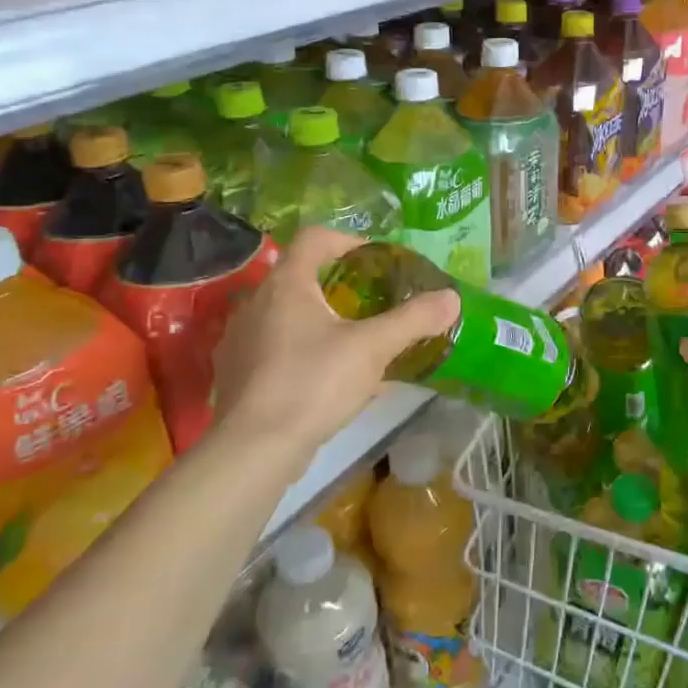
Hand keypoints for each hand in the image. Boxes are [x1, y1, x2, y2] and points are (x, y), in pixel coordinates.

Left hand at [207, 228, 458, 469]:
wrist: (253, 449)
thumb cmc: (313, 383)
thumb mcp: (372, 348)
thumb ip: (413, 319)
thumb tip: (452, 297)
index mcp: (287, 284)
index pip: (315, 238)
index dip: (348, 240)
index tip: (377, 262)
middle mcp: (257, 302)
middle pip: (302, 276)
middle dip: (340, 286)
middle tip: (373, 304)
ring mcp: (241, 339)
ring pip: (287, 314)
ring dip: (321, 321)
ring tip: (354, 344)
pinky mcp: (235, 373)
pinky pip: (275, 348)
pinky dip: (302, 352)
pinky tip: (327, 379)